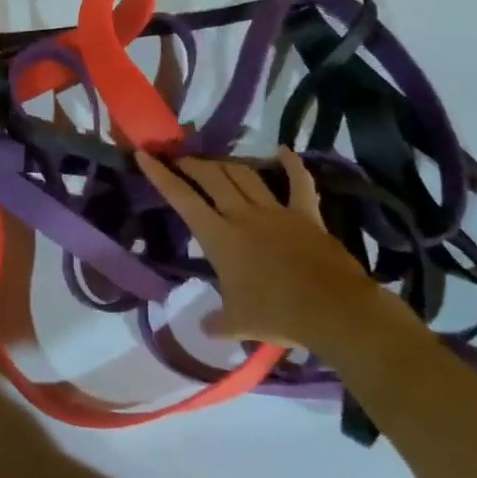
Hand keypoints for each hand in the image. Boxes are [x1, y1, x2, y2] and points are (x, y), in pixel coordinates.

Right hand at [138, 148, 391, 352]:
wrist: (332, 311)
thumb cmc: (277, 315)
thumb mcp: (238, 323)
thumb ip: (216, 322)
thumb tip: (204, 327)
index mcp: (219, 237)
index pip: (182, 198)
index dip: (160, 175)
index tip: (144, 155)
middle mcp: (242, 214)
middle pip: (211, 177)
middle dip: (192, 163)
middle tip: (180, 157)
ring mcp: (275, 210)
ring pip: (244, 174)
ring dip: (226, 163)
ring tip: (215, 160)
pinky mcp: (305, 214)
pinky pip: (299, 183)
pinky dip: (292, 165)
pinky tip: (284, 150)